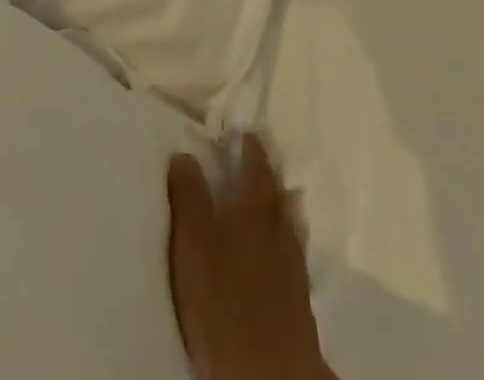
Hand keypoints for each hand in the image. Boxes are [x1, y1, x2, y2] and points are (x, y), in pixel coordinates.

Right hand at [168, 134, 335, 379]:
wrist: (270, 373)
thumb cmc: (224, 300)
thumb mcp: (193, 242)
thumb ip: (188, 195)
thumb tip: (185, 153)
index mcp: (254, 205)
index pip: (255, 162)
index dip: (248, 143)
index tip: (241, 129)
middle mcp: (278, 225)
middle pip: (275, 188)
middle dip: (265, 169)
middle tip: (253, 155)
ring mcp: (292, 261)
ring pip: (287, 217)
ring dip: (277, 201)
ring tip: (268, 192)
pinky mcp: (298, 296)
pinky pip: (291, 248)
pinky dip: (283, 234)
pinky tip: (277, 244)